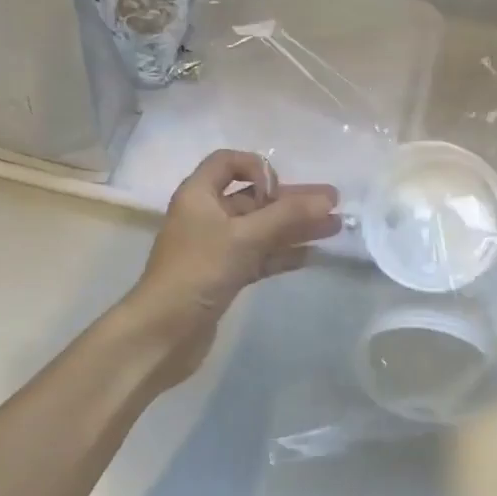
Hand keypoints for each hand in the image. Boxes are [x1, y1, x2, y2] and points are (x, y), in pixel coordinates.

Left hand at [125, 150, 340, 389]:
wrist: (162, 333)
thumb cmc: (198, 272)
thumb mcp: (244, 237)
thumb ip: (287, 216)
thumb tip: (327, 199)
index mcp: (199, 195)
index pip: (228, 162)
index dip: (256, 167)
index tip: (277, 189)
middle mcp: (207, 216)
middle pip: (254, 198)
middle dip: (292, 200)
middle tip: (333, 202)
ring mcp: (216, 248)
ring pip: (261, 229)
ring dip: (295, 226)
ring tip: (334, 227)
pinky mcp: (225, 276)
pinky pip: (260, 256)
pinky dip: (284, 253)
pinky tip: (314, 254)